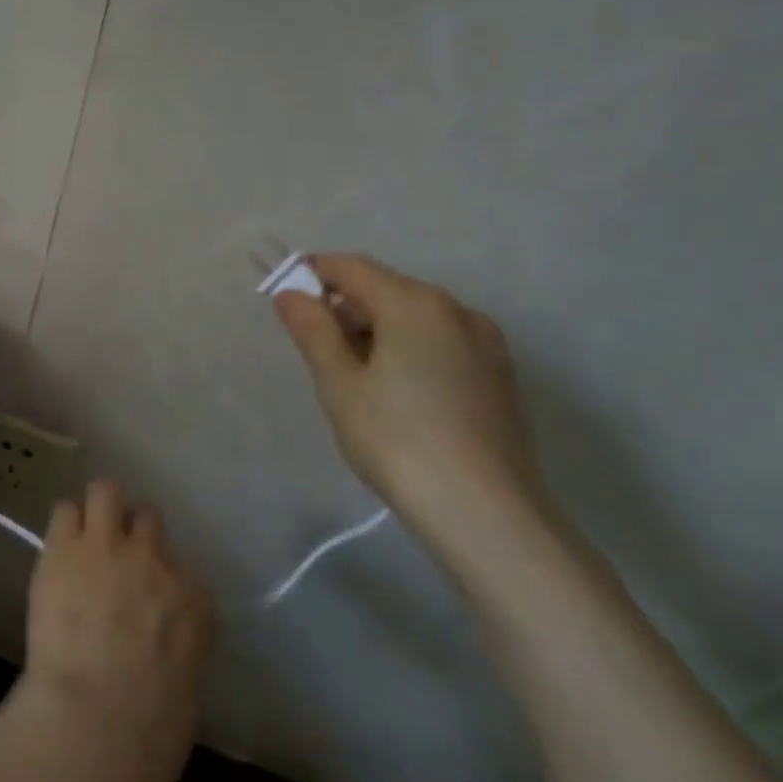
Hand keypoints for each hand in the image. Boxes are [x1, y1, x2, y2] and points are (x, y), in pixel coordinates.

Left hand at [4, 481, 214, 781]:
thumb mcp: (185, 684)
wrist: (98, 717)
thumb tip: (155, 643)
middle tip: (112, 556)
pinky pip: (65, 510)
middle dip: (130, 533)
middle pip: (147, 519)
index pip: (181, 569)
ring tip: (83, 533)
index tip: (144, 596)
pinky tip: (58, 546)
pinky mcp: (65, 546)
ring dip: (97, 509)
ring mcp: (109, 546)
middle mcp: (154, 560)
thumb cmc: (149, 729)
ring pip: (106, 491)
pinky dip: (64, 524)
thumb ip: (175, 645)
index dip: (159, 578)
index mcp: (193, 600)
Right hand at [273, 253, 547, 548]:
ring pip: (414, 318)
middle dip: (344, 308)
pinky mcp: (498, 375)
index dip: (312, 275)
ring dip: (375, 331)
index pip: (351, 268)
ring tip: (353, 380)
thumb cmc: (397, 441)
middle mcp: (456, 311)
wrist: (486, 513)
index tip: (284, 299)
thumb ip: (313, 330)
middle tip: (314, 352)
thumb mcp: (339, 384)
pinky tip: (394, 394)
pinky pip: (439, 343)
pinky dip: (407, 350)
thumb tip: (290, 293)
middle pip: (385, 289)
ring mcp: (485, 343)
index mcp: (415, 304)